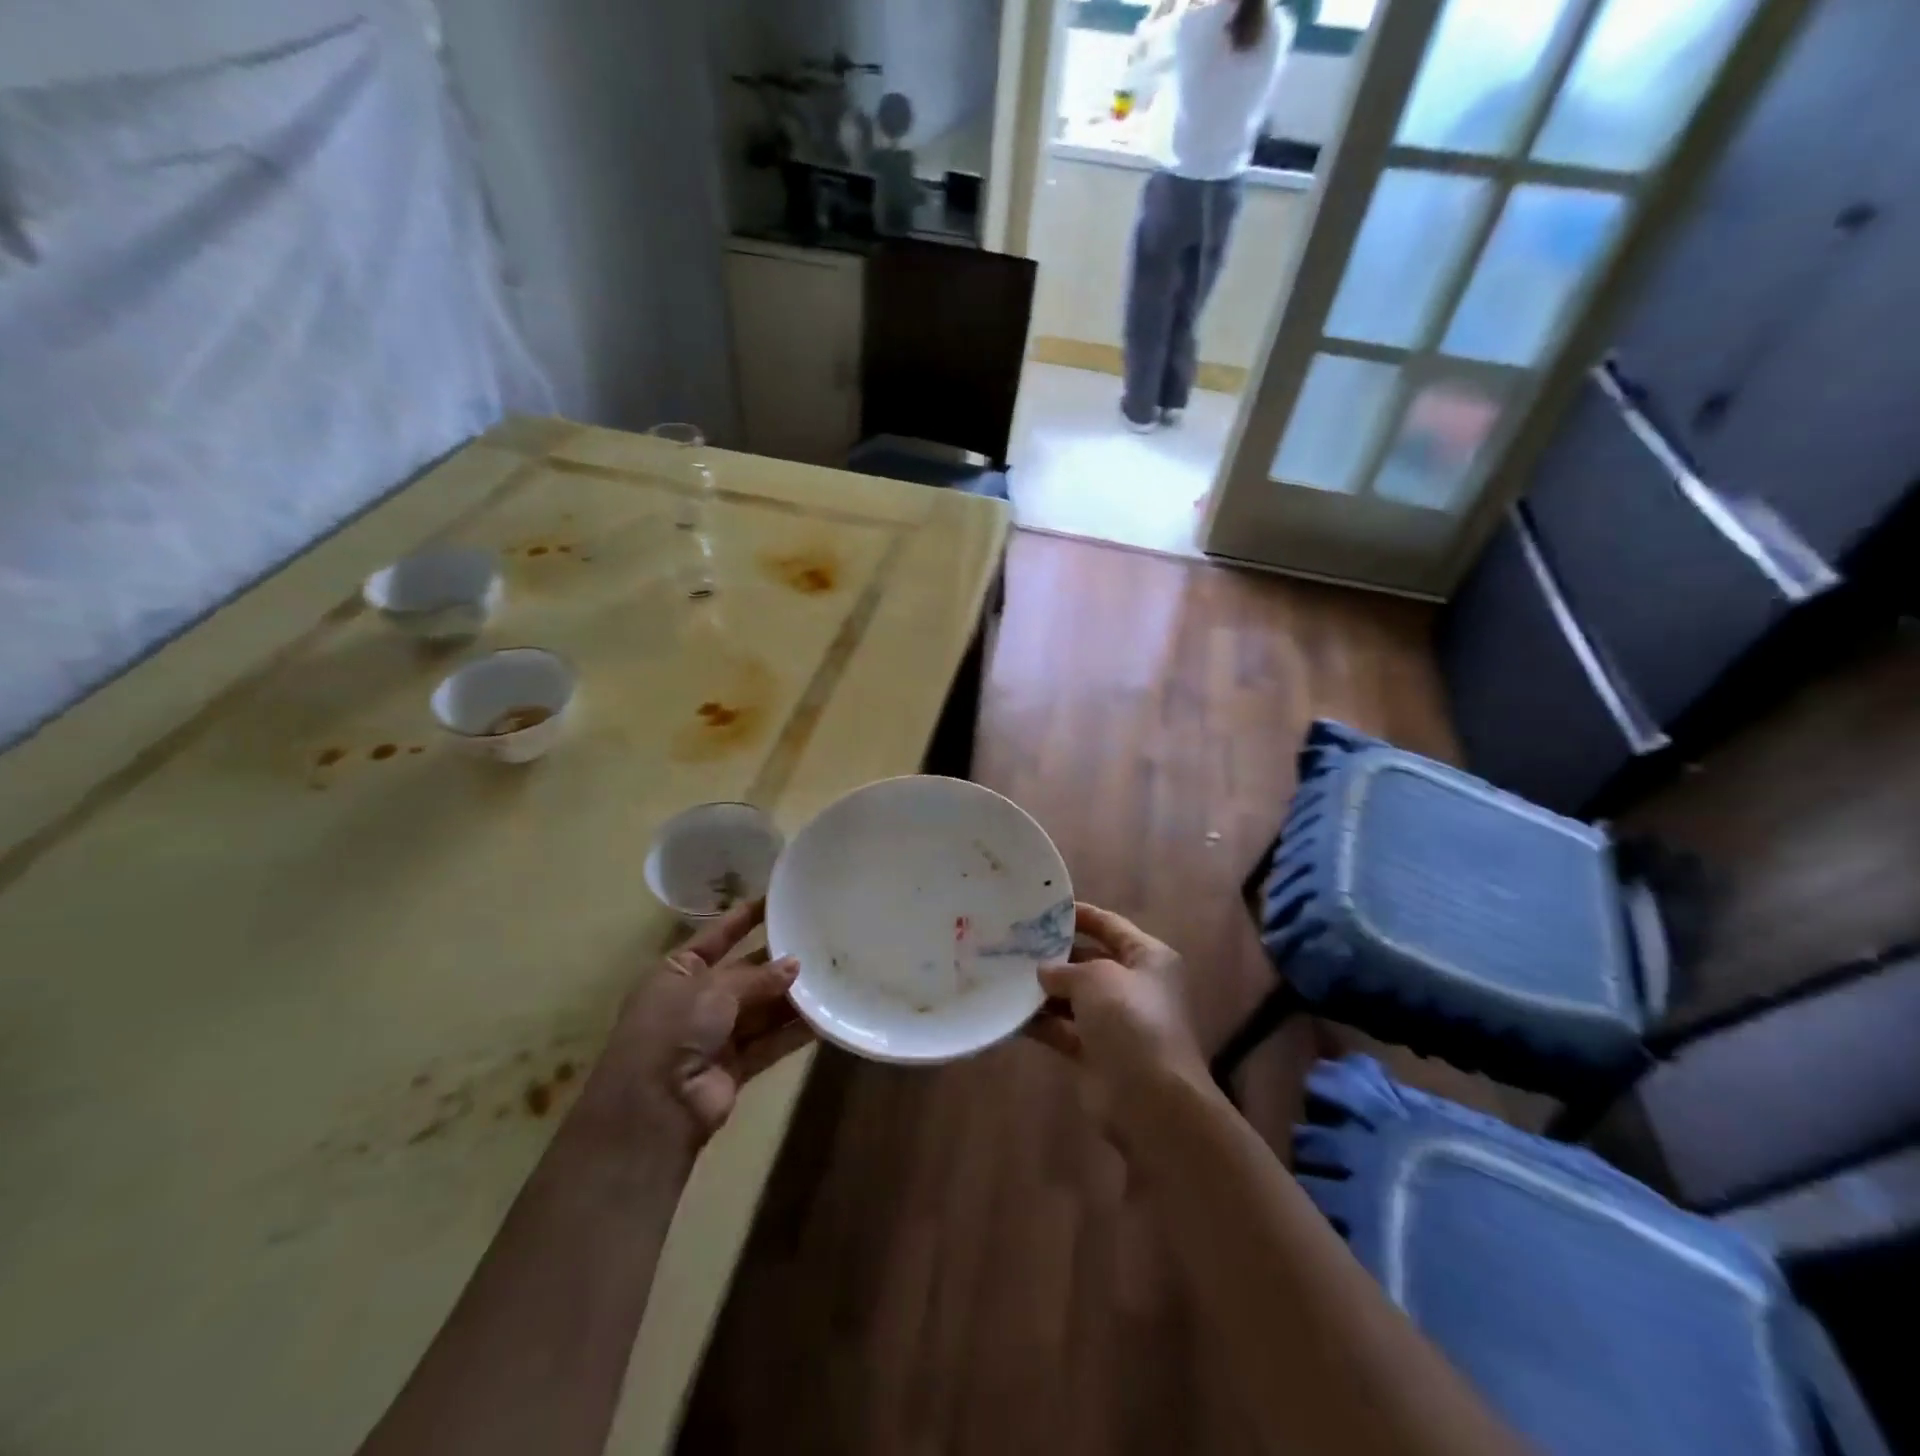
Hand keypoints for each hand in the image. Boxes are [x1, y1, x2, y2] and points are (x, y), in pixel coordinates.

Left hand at [590, 900, 811, 1153]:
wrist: (655, 1108)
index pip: (715, 936)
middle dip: (776, 963)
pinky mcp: (734, 1067)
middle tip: (816, 943)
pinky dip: (794, 1031)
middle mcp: (694, 1001)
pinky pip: (770, 1042)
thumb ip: (757, 976)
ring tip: (830, 975)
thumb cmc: (674, 1028)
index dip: (743, 919)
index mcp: (676, 972)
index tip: (775, 900)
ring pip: (760, 1009)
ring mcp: (714, 1036)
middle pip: (743, 974)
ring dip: (790, 998)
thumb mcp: (713, 988)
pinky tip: (824, 1017)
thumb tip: (795, 965)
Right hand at [1026, 903, 1207, 1120]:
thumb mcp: (1096, 978)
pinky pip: (1063, 1029)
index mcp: (1148, 958)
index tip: (1041, 908)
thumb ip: (1065, 969)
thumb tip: (1044, 971)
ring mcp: (1115, 1022)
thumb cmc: (1131, 1021)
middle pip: (1088, 961)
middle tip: (1013, 942)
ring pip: (1073, 997)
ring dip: (1043, 990)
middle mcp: (1134, 986)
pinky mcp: (1096, 1053)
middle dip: (1054, 954)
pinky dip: (1040, 1022)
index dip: (1078, 915)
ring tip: (1003, 974)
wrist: (1150, 1100)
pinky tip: (1009, 1013)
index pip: (1109, 925)